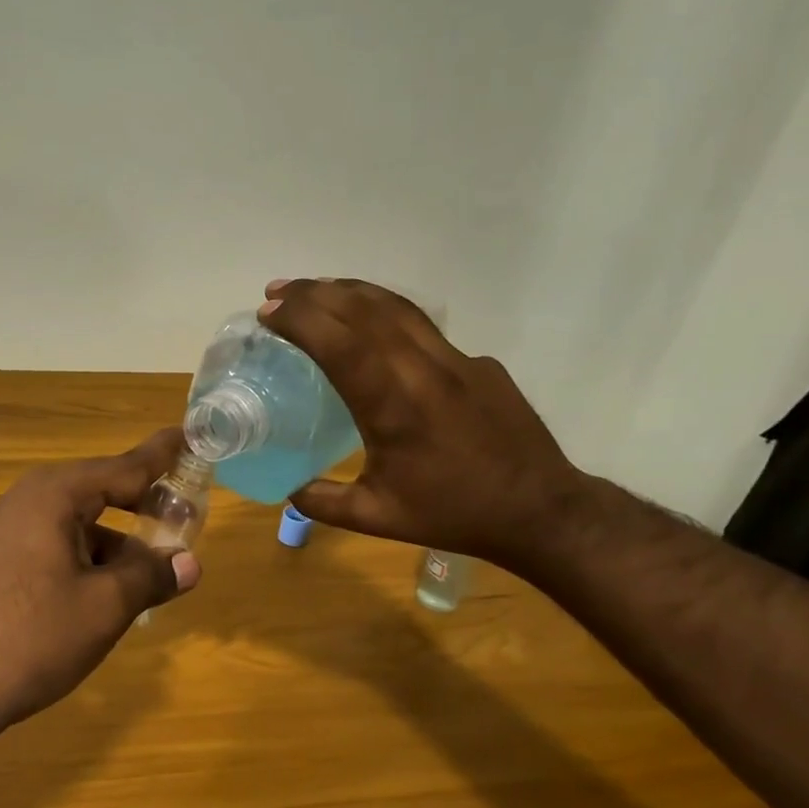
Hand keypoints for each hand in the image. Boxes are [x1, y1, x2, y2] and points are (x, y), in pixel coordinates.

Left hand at [0, 429, 201, 736]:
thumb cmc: (34, 636)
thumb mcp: (105, 606)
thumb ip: (151, 575)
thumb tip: (190, 563)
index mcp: (55, 494)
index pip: (125, 466)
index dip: (163, 455)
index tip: (192, 435)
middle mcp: (31, 499)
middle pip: (103, 489)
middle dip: (146, 502)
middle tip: (189, 514)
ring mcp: (12, 528)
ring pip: (82, 520)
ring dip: (120, 538)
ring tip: (157, 566)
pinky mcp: (4, 557)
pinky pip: (60, 541)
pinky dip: (92, 555)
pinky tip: (112, 588)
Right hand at [259, 278, 583, 566]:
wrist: (541, 510)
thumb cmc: (453, 514)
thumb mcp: (377, 517)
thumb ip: (323, 501)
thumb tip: (288, 489)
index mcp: (395, 407)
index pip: (341, 345)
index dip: (301, 320)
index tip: (267, 312)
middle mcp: (425, 370)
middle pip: (365, 311)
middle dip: (315, 294)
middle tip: (277, 291)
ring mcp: (458, 360)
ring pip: (398, 307)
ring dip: (350, 292)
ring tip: (315, 290)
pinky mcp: (479, 363)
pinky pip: (424, 327)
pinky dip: (385, 313)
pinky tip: (370, 326)